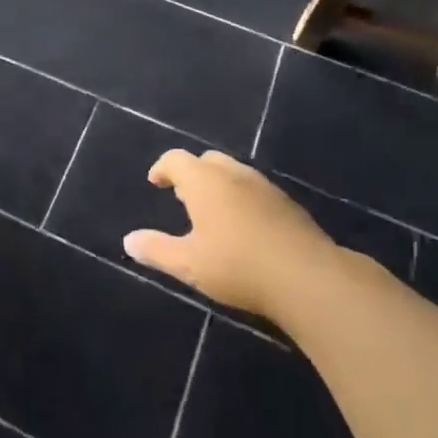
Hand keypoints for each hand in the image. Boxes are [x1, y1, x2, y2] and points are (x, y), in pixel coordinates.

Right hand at [124, 150, 338, 316]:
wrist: (309, 278)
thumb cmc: (238, 266)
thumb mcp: (189, 264)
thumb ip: (156, 249)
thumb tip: (129, 241)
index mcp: (204, 181)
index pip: (176, 159)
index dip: (162, 168)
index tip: (155, 182)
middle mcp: (233, 174)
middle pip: (207, 160)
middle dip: (192, 173)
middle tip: (182, 196)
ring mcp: (265, 186)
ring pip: (234, 173)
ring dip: (219, 184)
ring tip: (213, 211)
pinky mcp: (288, 204)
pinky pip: (255, 190)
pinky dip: (242, 198)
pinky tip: (245, 226)